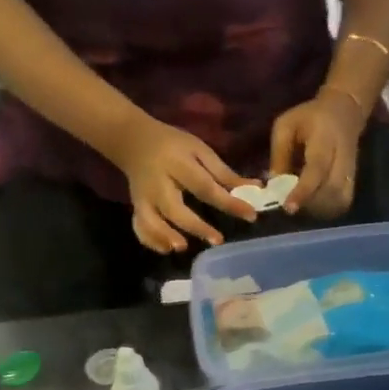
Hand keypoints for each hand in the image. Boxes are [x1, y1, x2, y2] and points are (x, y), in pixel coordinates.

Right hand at [109, 117, 258, 253]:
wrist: (132, 139)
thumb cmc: (174, 145)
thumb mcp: (199, 150)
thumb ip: (224, 172)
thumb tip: (256, 187)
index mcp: (178, 164)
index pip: (205, 187)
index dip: (228, 203)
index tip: (250, 215)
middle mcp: (158, 183)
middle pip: (174, 208)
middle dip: (196, 225)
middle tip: (218, 240)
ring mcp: (143, 197)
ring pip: (150, 220)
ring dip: (164, 235)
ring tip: (182, 247)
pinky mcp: (136, 207)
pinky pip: (139, 226)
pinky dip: (150, 240)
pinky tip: (166, 250)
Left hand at [269, 90, 365, 217]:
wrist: (345, 113)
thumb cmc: (310, 118)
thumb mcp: (286, 126)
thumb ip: (279, 154)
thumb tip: (273, 186)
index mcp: (325, 140)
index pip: (317, 169)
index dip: (303, 190)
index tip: (288, 207)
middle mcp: (343, 158)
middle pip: (330, 191)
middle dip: (307, 203)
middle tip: (289, 202)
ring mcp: (351, 173)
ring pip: (337, 202)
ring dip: (315, 208)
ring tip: (299, 201)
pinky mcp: (352, 183)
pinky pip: (341, 204)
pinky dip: (325, 209)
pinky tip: (312, 203)